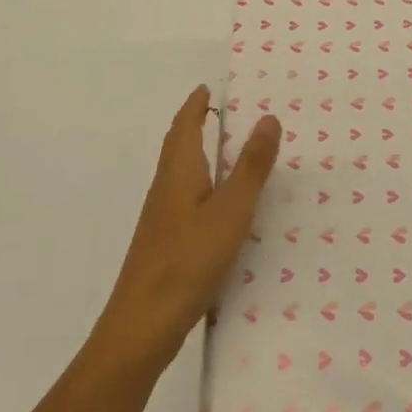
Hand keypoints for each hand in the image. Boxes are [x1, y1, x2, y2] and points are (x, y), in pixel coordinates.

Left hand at [91, 86, 280, 378]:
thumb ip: (251, 167)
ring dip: (200, 152)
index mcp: (179, 171)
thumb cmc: (188, 259)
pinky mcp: (166, 241)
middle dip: (196, 123)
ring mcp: (163, 216)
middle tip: (225, 110)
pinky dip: (203, 182)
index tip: (210, 86)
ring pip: (182, 171)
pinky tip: (220, 204)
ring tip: (230, 150)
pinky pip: (186, 196)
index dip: (196, 103)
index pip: (185, 124)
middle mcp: (166, 186)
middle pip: (179, 144)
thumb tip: (268, 118)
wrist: (143, 325)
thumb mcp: (231, 211)